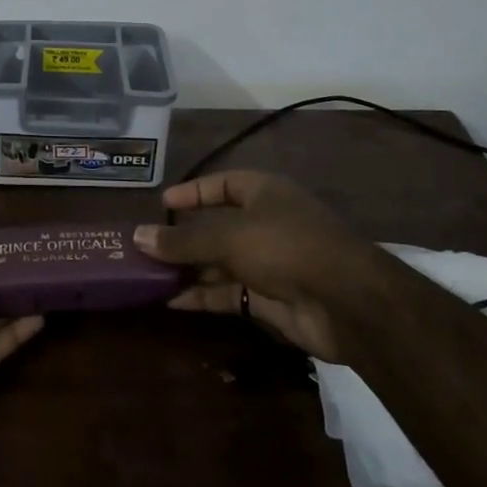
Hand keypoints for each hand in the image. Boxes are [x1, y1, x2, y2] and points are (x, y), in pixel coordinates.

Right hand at [135, 170, 390, 364]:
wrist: (347, 302)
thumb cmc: (286, 246)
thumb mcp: (228, 236)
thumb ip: (183, 240)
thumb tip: (138, 236)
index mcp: (263, 193)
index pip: (221, 184)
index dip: (192, 192)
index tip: (162, 204)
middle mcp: (266, 223)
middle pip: (216, 227)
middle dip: (182, 238)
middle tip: (144, 247)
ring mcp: (269, 263)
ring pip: (219, 262)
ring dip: (187, 269)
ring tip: (147, 276)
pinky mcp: (270, 298)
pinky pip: (228, 293)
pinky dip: (202, 296)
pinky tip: (171, 302)